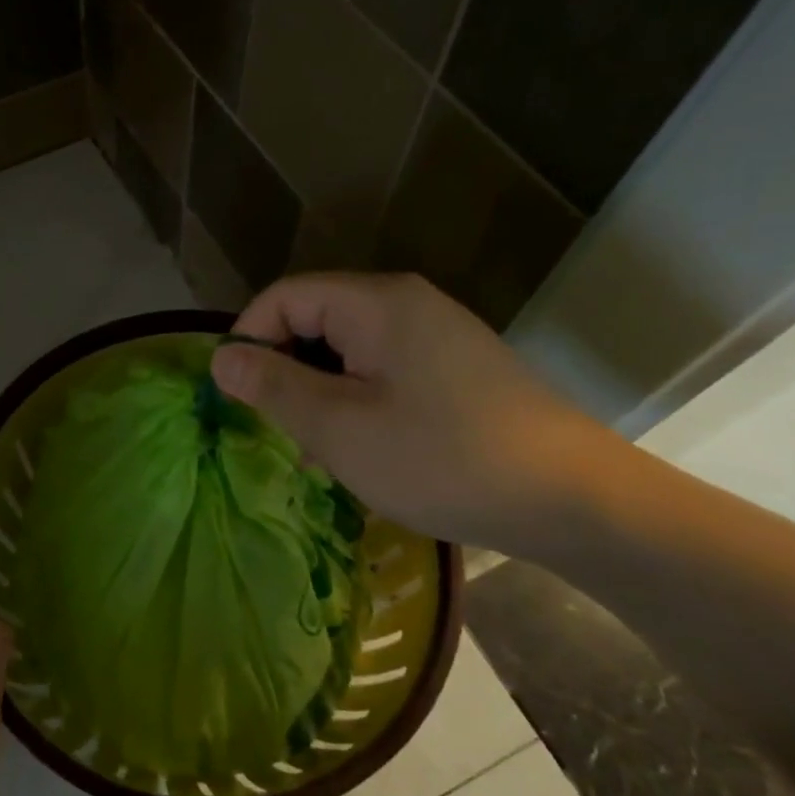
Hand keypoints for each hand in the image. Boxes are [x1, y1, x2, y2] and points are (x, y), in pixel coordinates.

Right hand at [211, 272, 618, 555]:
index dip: (248, 339)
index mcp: (376, 303)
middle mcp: (406, 304)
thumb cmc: (442, 458)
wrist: (573, 499)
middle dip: (284, 371)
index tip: (235, 396)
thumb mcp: (339, 427)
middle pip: (315, 320)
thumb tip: (221, 358)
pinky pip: (382, 371)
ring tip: (317, 451)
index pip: (284, 296)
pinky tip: (361, 451)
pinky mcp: (455, 370)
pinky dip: (356, 403)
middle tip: (277, 430)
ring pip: (347, 351)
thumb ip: (273, 386)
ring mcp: (436, 336)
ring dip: (319, 393)